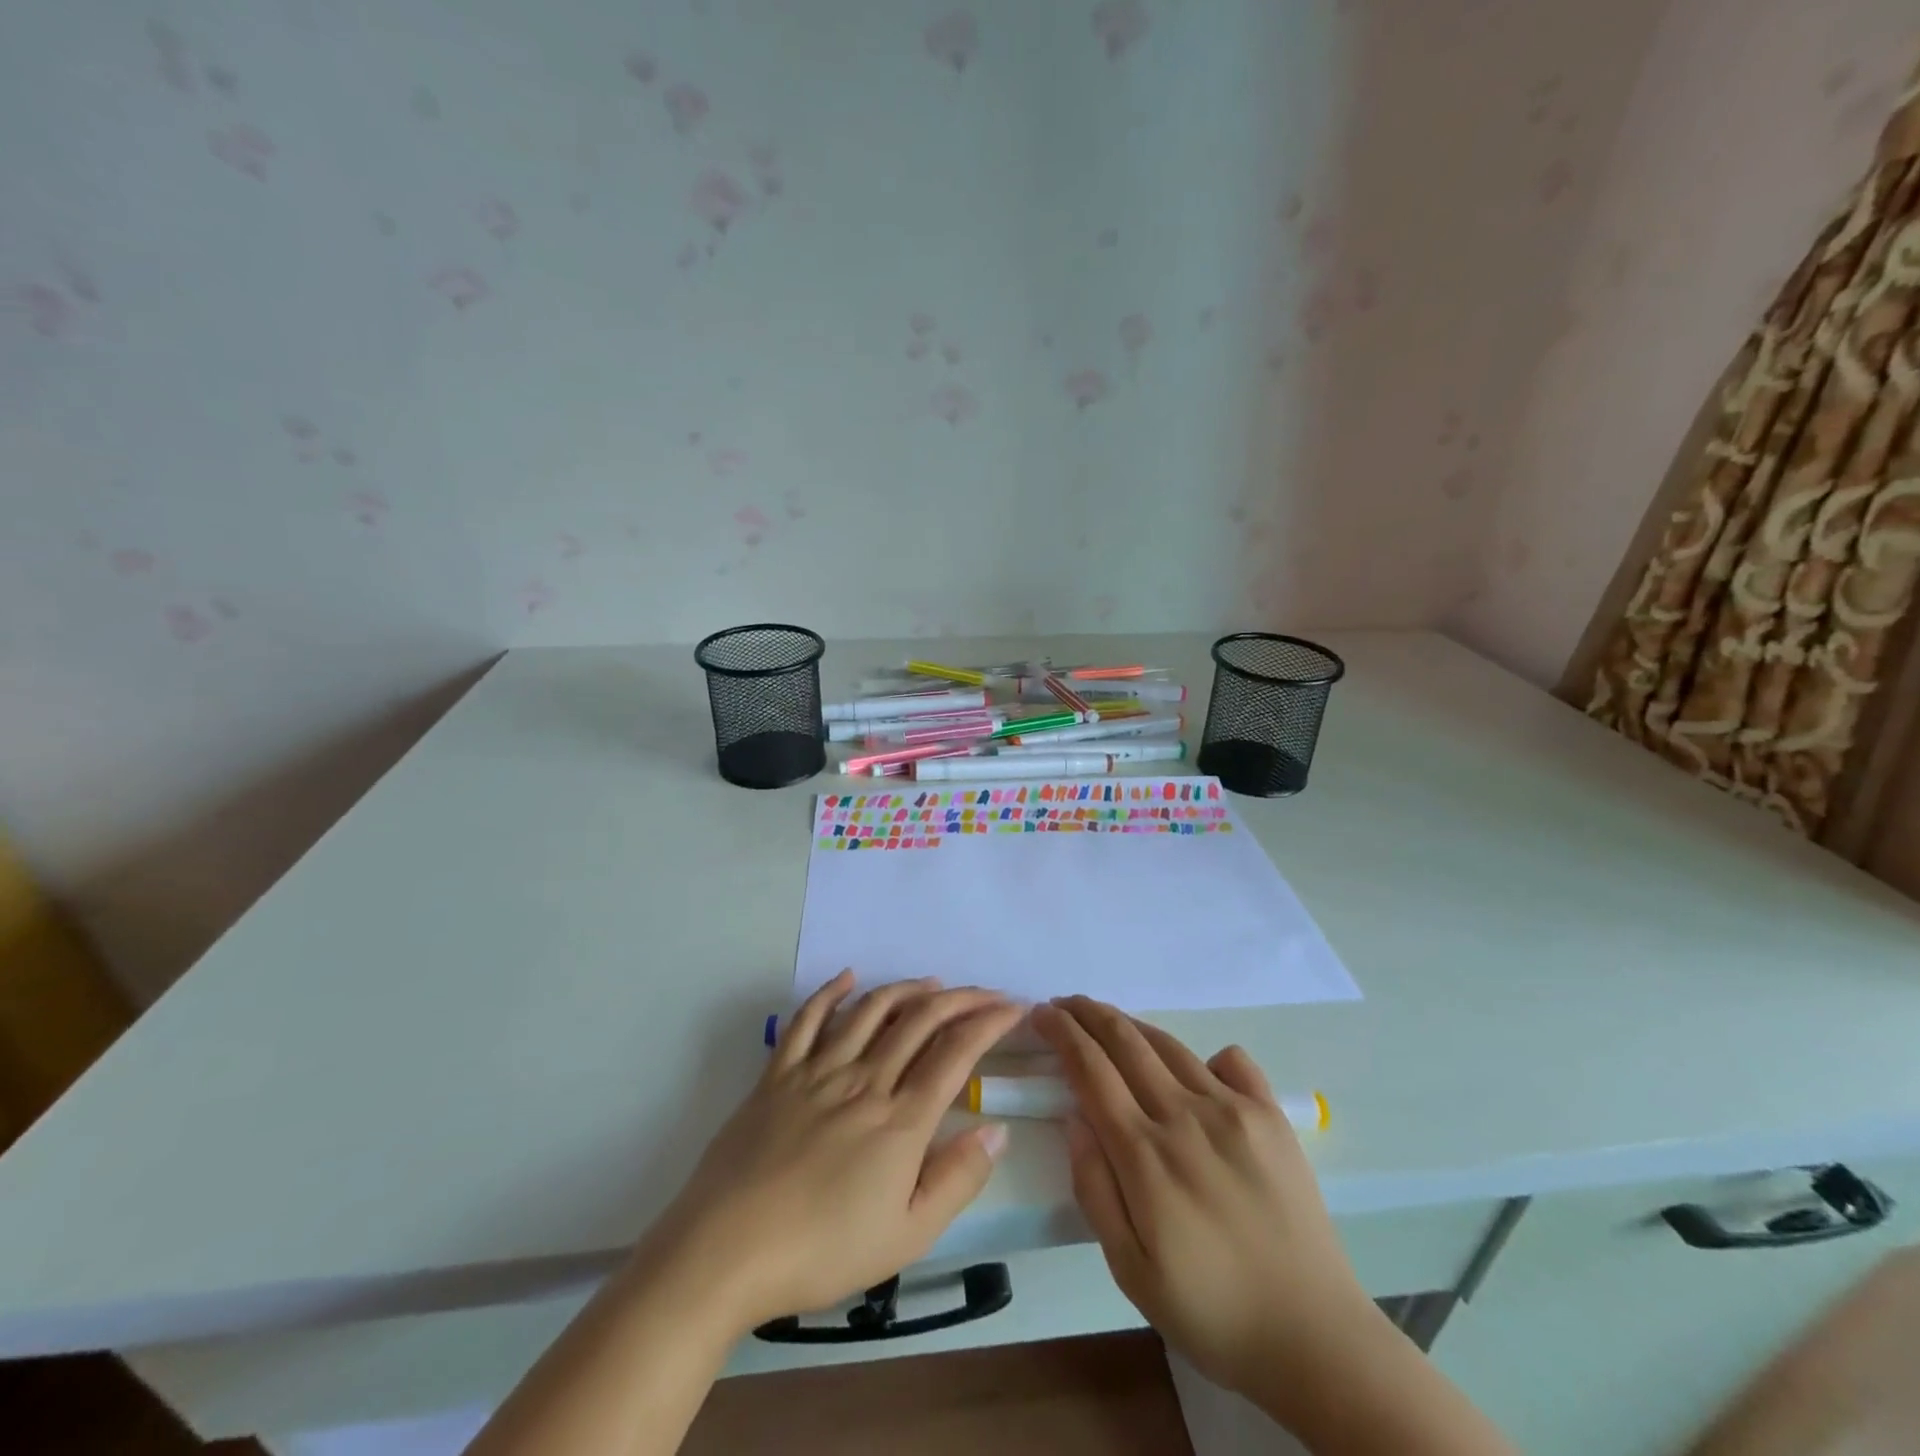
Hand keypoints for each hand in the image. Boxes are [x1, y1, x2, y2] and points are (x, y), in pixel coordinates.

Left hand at [645, 971, 1020, 1332]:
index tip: (1013, 1008)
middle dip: (961, 999)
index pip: (956, 1054)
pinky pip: (807, 1020)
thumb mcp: (905, 1237)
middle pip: (921, 1021)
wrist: (726, 1252)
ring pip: (871, 1010)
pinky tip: (848, 978)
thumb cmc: (822, 1251)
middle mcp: (865, 1080)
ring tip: (933, 983)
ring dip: (907, 989)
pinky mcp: (778, 1074)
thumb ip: (956, 1179)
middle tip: (987, 992)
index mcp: (900, 1120)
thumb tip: (996, 1129)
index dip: (989, 1023)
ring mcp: (818, 1071)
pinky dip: (830, 993)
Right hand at [1031, 995, 1374, 1398]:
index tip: (1040, 1014)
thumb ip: (1094, 1188)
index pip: (1090, 1070)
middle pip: (1125, 1042)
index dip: (1061, 1033)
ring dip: (1130, 1024)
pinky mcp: (1270, 1115)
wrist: (1314, 1338)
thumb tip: (1074, 1118)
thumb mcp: (1130, 1269)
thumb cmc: (1211, 1311)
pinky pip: (1232, 1061)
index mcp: (1144, 1154)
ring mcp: (1232, 1110)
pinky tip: (1196, 1065)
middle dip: (1087, 1013)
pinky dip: (1204, 1054)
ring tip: (1107, 1018)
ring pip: (1169, 1045)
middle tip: (1063, 1003)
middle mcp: (1184, 1116)